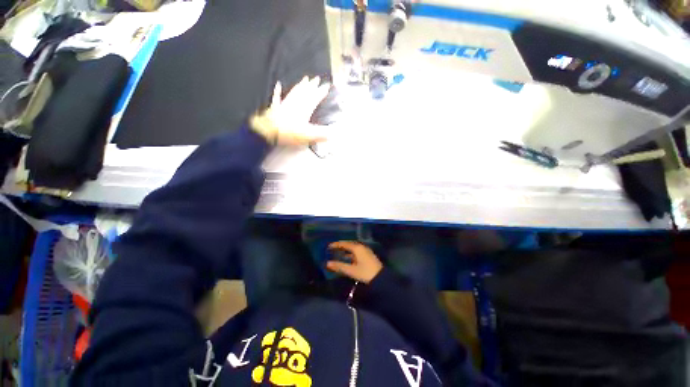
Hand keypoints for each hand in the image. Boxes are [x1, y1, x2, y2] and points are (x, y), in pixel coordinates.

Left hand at [250, 76, 330, 145]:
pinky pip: (278, 96)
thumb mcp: (308, 136)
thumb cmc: (289, 133)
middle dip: (312, 85)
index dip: (321, 92)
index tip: (327, 86)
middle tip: (317, 78)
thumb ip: (320, 135)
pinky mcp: (276, 107)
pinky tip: (278, 84)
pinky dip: (278, 90)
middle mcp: (296, 103)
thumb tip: (332, 134)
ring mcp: (285, 104)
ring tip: (305, 79)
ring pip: (295, 92)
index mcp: (304, 109)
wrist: (269, 131)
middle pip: (305, 92)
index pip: (315, 98)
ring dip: (300, 85)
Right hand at [326, 241, 382, 283]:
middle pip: (349, 245)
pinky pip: (357, 252)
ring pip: (353, 249)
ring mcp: (365, 251)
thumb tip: (328, 263)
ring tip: (338, 254)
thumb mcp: (351, 270)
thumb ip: (339, 266)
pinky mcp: (368, 256)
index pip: (345, 244)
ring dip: (346, 251)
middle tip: (333, 249)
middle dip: (341, 247)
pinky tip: (347, 259)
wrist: (381, 278)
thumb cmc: (365, 273)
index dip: (336, 245)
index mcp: (357, 248)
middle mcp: (361, 247)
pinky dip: (351, 254)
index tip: (329, 246)